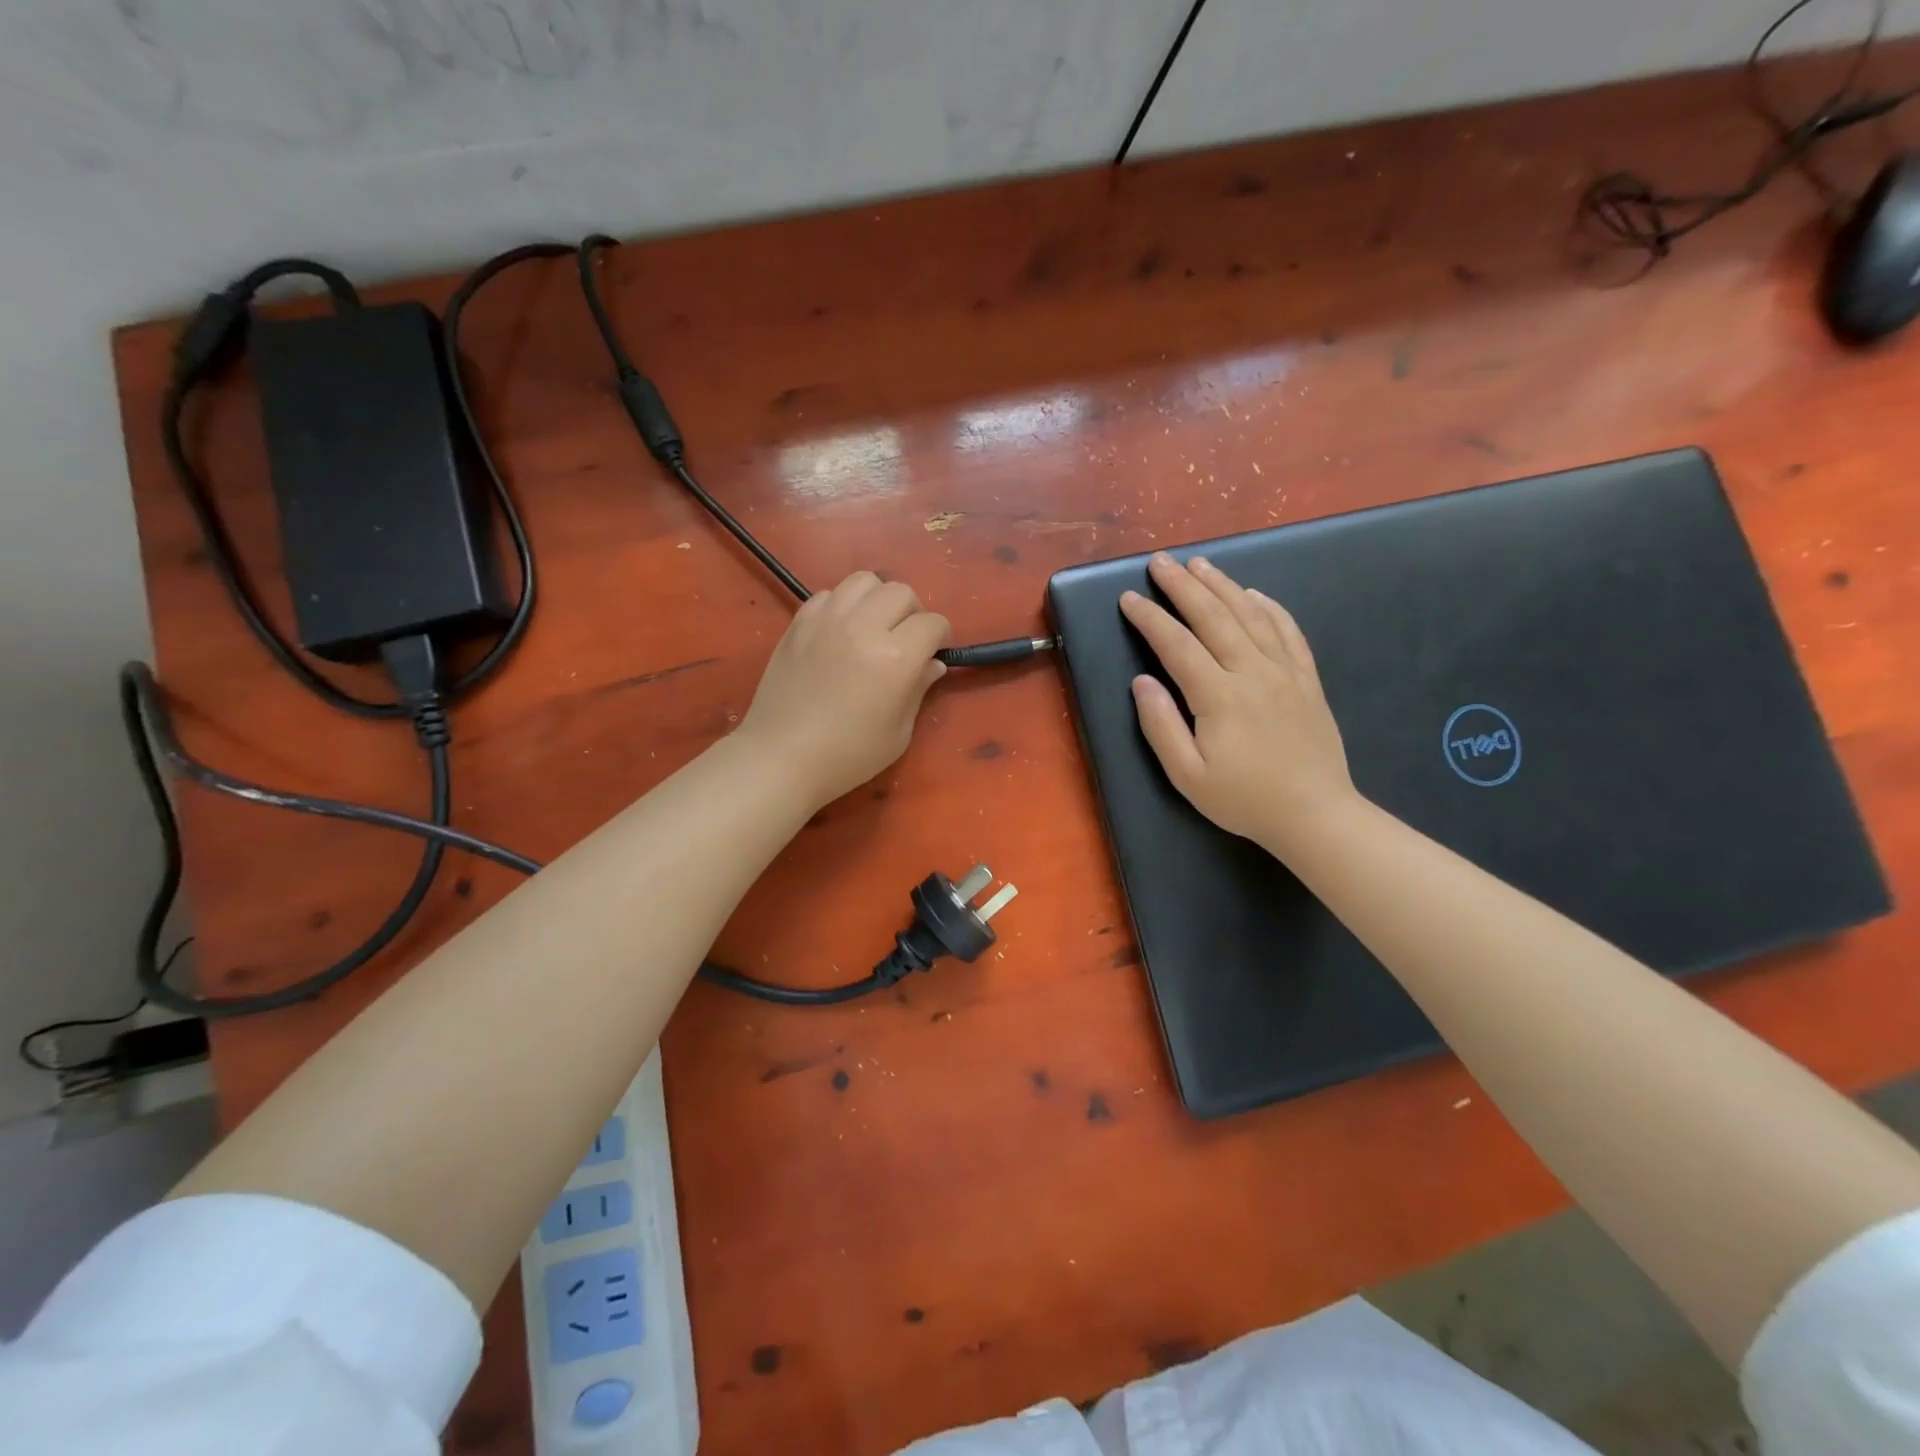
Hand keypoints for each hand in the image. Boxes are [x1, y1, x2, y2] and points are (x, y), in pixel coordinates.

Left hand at [738, 571, 950, 808]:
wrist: (782, 757)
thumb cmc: (848, 755)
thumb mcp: (898, 732)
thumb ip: (918, 689)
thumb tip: (932, 664)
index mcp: (896, 657)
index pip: (932, 623)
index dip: (940, 637)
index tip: (934, 653)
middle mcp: (863, 626)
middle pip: (901, 592)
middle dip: (913, 612)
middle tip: (906, 639)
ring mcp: (827, 619)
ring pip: (864, 581)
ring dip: (878, 599)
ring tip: (873, 626)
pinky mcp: (799, 623)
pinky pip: (829, 594)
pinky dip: (843, 605)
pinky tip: (841, 632)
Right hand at [1121, 553, 1355, 857]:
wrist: (1315, 814)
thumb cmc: (1243, 800)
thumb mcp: (1188, 775)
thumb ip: (1161, 725)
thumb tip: (1142, 681)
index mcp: (1219, 696)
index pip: (1177, 645)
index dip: (1151, 619)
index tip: (1130, 598)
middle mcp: (1252, 672)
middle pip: (1213, 617)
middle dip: (1183, 586)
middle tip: (1161, 561)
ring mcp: (1284, 672)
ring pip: (1251, 615)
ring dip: (1223, 585)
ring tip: (1200, 564)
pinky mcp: (1307, 679)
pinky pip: (1288, 632)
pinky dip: (1271, 607)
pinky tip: (1255, 593)